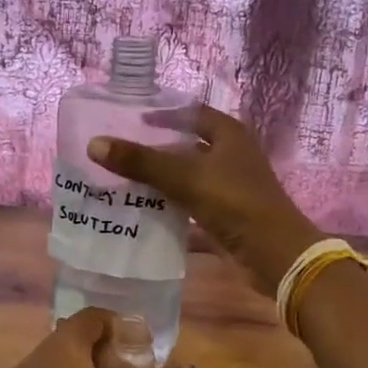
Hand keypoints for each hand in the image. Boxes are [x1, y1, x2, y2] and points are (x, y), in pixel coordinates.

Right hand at [88, 105, 318, 296]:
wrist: (273, 255)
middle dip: (154, 149)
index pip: (191, 113)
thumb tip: (94, 143)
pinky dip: (168, 208)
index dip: (163, 113)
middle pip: (186, 146)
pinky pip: (189, 206)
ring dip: (159, 180)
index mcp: (229, 135)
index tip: (130, 118)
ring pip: (186, 178)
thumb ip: (141, 161)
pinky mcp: (223, 216)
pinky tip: (140, 212)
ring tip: (120, 180)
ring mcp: (228, 188)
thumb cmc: (235, 203)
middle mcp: (230, 157)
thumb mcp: (186, 177)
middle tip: (117, 150)